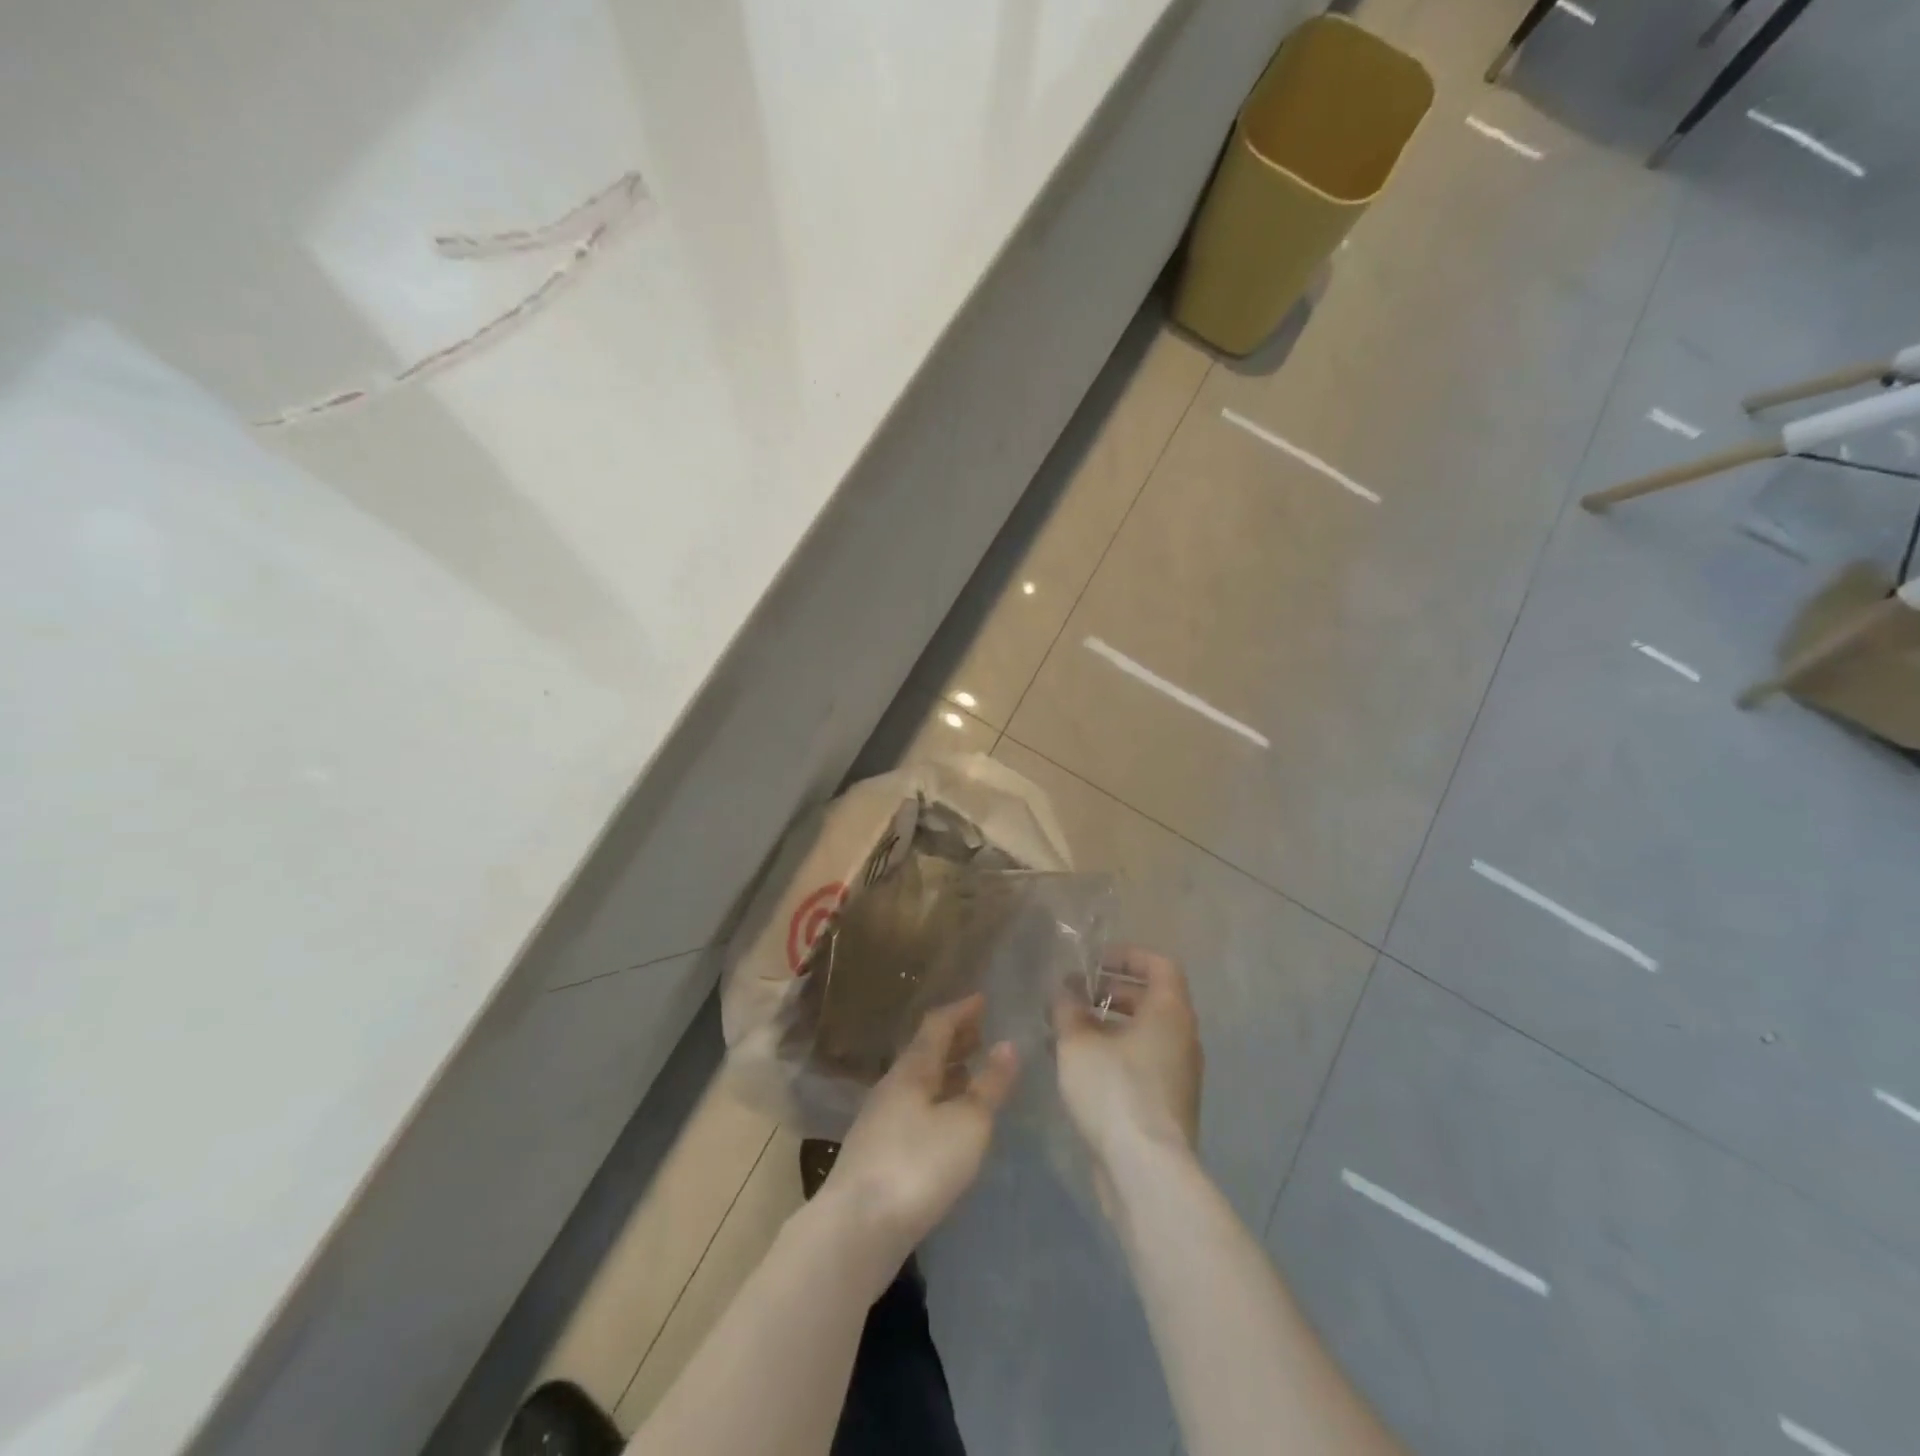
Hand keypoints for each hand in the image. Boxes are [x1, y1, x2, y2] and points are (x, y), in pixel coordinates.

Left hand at [822, 994, 1018, 1264]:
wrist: (856, 1229)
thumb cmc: (918, 1165)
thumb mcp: (968, 1123)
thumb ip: (990, 1085)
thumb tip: (1008, 1045)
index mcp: (913, 1069)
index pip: (937, 1025)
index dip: (961, 1010)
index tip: (983, 999)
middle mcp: (893, 1086)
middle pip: (925, 1052)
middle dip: (955, 1039)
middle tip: (982, 1032)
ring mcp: (880, 1120)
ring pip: (919, 1082)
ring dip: (946, 1072)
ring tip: (971, 1072)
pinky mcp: (877, 1153)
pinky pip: (914, 1108)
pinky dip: (937, 1100)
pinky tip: (948, 1121)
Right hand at [1053, 946, 1203, 1192]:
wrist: (1146, 1171)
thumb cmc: (1115, 1091)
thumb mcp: (1078, 1043)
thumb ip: (1068, 1010)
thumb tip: (1063, 992)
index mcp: (1170, 1012)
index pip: (1160, 965)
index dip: (1127, 956)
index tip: (1094, 961)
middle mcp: (1182, 1037)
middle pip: (1151, 999)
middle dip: (1111, 991)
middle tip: (1074, 994)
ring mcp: (1178, 1074)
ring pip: (1144, 1034)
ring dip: (1108, 1025)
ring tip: (1067, 1029)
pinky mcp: (1167, 1104)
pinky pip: (1141, 1063)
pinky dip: (1114, 1053)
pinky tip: (1078, 1066)